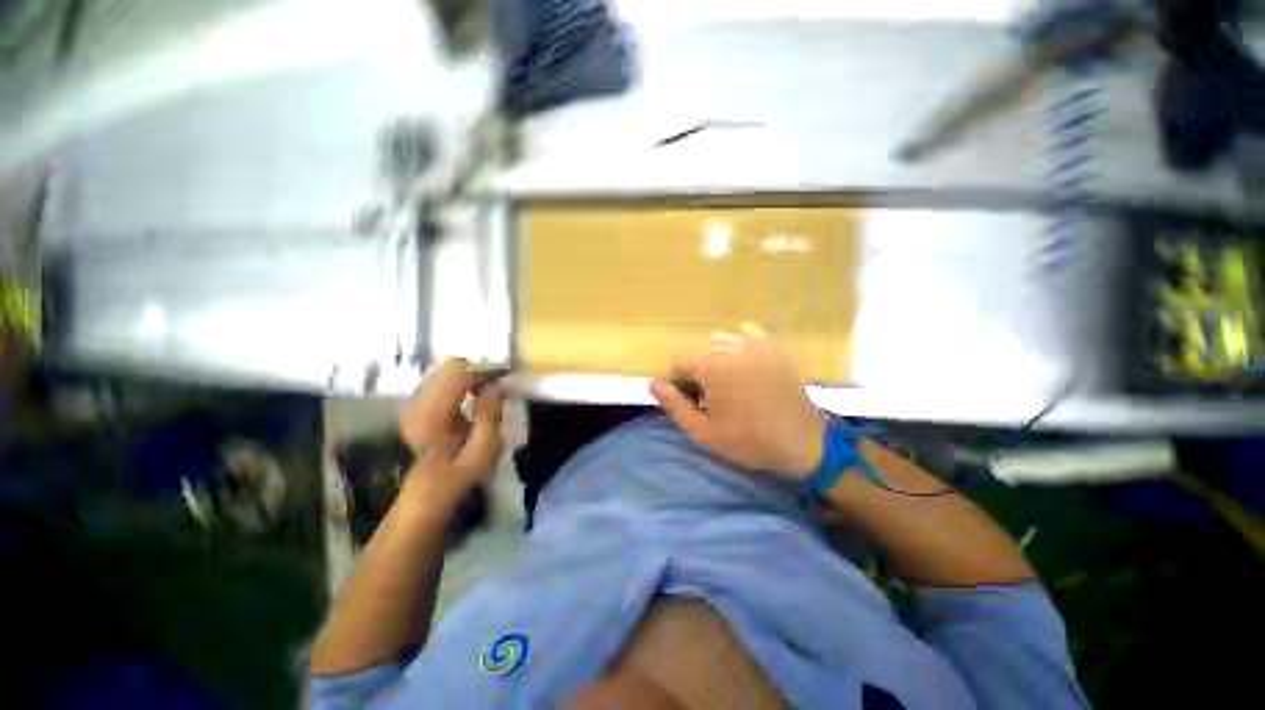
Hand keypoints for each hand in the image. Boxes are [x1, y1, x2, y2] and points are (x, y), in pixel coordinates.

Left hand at [398, 358, 503, 496]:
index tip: (503, 382)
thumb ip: (490, 414)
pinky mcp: (414, 407)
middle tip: (495, 389)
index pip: (458, 369)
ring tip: (484, 395)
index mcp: (432, 412)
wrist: (425, 496)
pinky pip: (439, 382)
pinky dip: (457, 385)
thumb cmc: (459, 477)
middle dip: (476, 373)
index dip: (484, 370)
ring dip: (467, 379)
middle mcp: (417, 402)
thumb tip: (495, 385)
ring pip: (444, 372)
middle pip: (449, 366)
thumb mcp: (484, 451)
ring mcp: (412, 404)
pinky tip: (468, 402)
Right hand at [650, 324, 826, 479]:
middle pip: (698, 353)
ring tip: (727, 384)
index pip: (678, 363)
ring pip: (719, 341)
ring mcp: (755, 343)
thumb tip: (652, 383)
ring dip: (715, 359)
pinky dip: (738, 344)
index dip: (678, 383)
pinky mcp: (773, 346)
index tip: (691, 403)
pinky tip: (744, 364)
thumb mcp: (703, 431)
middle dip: (696, 373)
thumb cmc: (749, 440)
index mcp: (710, 366)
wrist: (803, 442)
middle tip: (709, 399)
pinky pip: (747, 333)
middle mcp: (730, 347)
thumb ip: (674, 405)